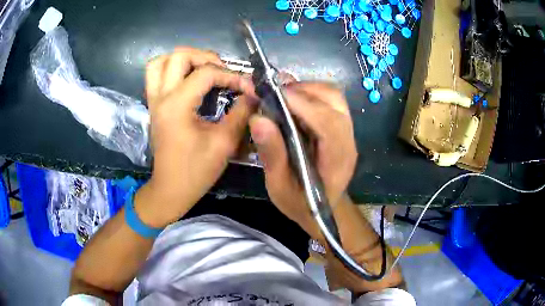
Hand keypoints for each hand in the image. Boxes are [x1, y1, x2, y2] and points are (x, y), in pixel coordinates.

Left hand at [135, 47, 255, 227]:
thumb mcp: (224, 143)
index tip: (248, 88)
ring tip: (201, 69)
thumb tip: (253, 94)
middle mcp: (162, 96)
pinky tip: (187, 79)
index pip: (206, 73)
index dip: (231, 75)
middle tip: (222, 71)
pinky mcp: (153, 105)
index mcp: (177, 105)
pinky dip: (170, 69)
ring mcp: (154, 100)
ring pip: (160, 62)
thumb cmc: (196, 171)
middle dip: (205, 57)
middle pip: (179, 56)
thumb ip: (240, 113)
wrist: (171, 189)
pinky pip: (155, 75)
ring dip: (182, 59)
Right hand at [249, 82, 356, 234]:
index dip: (302, 104)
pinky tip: (291, 103)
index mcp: (337, 160)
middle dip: (302, 91)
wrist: (320, 210)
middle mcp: (348, 140)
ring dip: (306, 90)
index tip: (272, 94)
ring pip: (332, 96)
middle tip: (273, 95)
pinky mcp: (340, 127)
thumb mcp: (280, 186)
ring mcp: (347, 132)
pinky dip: (308, 95)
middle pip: (334, 100)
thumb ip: (272, 154)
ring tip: (280, 98)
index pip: (328, 122)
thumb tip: (258, 119)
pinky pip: (328, 100)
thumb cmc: (300, 203)